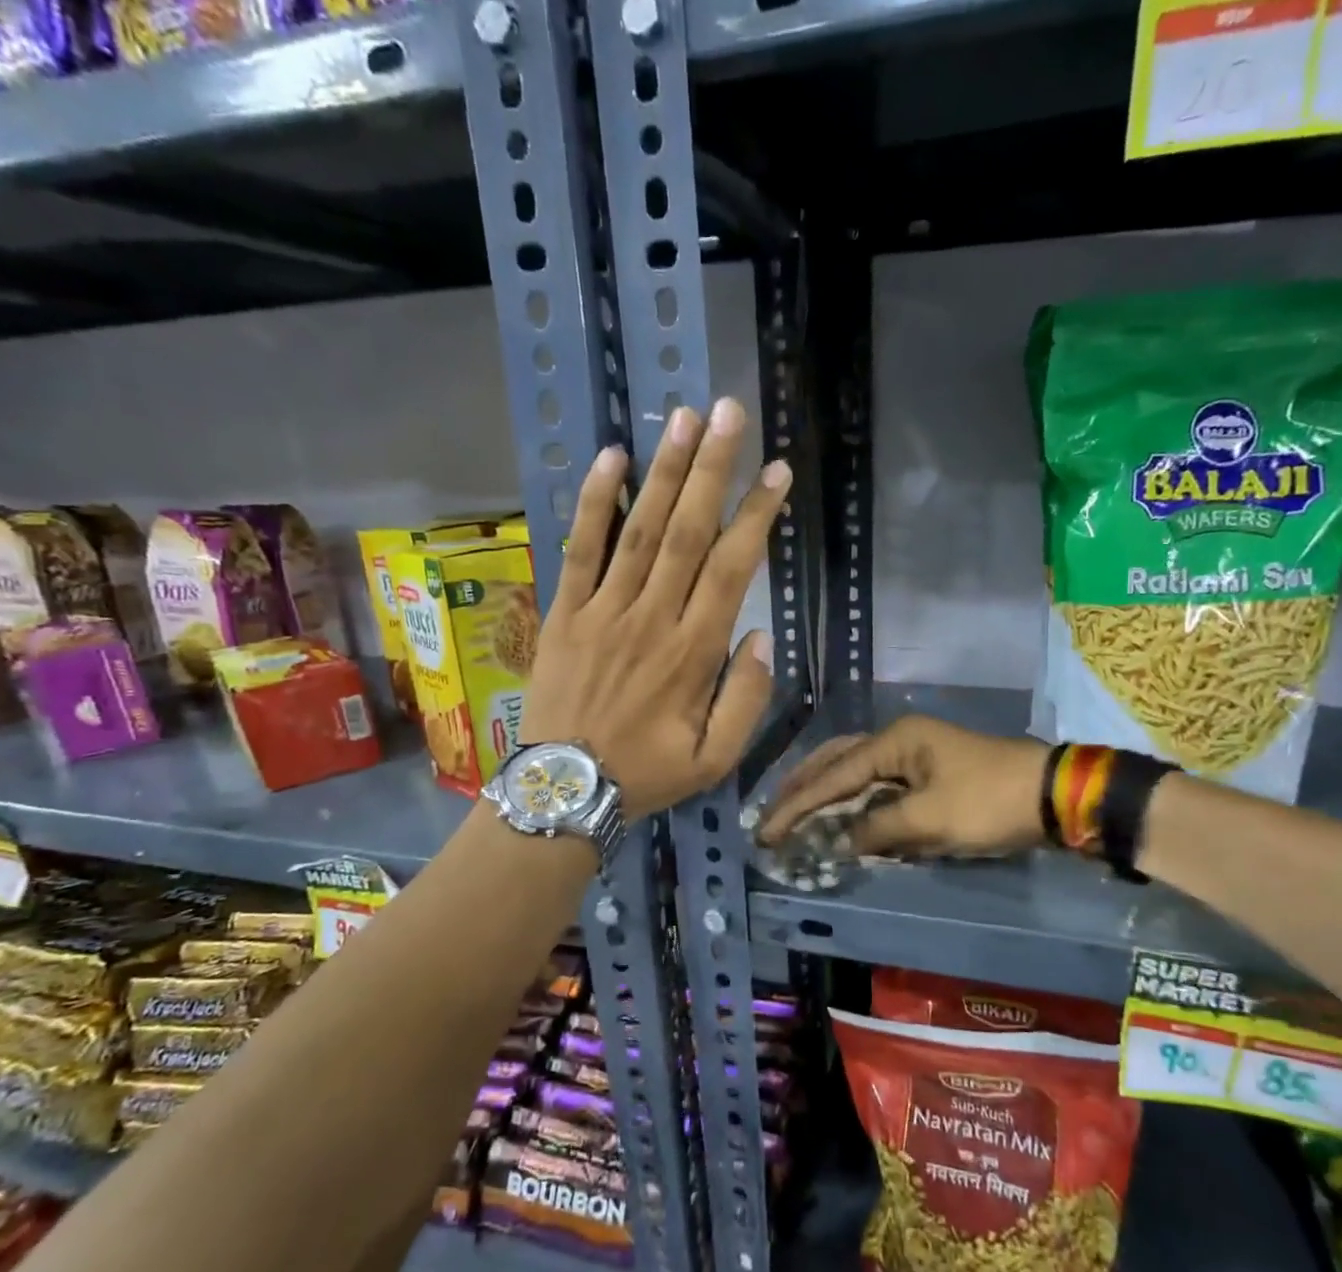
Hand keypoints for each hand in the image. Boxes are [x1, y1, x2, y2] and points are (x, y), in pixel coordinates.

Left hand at [520, 398, 790, 818]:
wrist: (563, 789)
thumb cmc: (645, 775)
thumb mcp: (715, 760)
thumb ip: (745, 700)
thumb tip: (760, 637)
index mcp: (693, 653)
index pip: (731, 569)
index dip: (756, 516)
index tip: (777, 472)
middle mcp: (651, 619)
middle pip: (687, 533)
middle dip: (712, 469)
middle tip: (729, 412)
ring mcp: (603, 611)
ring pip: (639, 530)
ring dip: (663, 472)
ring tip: (683, 418)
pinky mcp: (565, 612)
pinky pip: (580, 549)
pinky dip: (593, 503)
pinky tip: (610, 459)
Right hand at [755, 716, 1052, 857]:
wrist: (1053, 795)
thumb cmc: (989, 802)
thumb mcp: (930, 820)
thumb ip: (877, 829)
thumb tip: (839, 842)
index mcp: (894, 741)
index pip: (833, 775)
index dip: (797, 805)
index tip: (767, 832)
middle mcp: (898, 740)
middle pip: (836, 761)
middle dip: (802, 788)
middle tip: (772, 815)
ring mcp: (914, 754)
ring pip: (856, 771)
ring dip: (826, 792)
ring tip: (795, 812)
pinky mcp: (928, 772)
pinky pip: (878, 784)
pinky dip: (854, 800)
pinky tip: (841, 815)